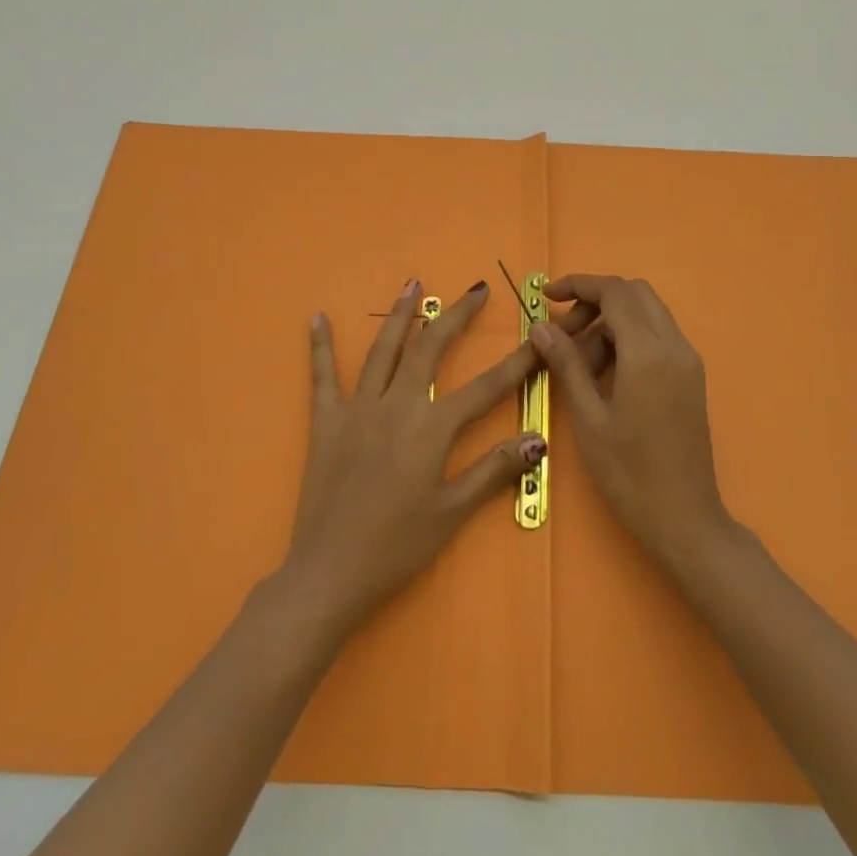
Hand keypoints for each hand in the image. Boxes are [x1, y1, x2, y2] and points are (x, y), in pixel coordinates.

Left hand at [282, 278, 545, 626]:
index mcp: (431, 428)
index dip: (516, 362)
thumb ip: (493, 470)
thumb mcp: (452, 513)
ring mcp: (358, 409)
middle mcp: (396, 405)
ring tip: (412, 283)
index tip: (539, 337)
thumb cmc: (396, 546)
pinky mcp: (326, 421)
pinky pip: (322, 376)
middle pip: (430, 348)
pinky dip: (320, 346)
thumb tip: (537, 438)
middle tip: (477, 290)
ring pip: (382, 350)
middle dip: (456, 316)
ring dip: (400, 315)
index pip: (485, 387)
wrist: (329, 571)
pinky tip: (317, 318)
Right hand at [530, 275, 731, 567]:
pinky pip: (658, 337)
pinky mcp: (691, 377)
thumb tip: (541, 326)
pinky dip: (629, 338)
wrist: (686, 520)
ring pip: (647, 314)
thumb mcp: (588, 418)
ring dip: (612, 321)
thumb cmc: (629, 473)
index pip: (615, 292)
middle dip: (596, 300)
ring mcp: (688, 361)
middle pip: (634, 294)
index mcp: (649, 353)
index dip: (579, 285)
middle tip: (564, 332)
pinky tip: (606, 374)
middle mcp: (675, 346)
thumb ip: (566, 364)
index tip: (547, 296)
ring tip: (580, 362)